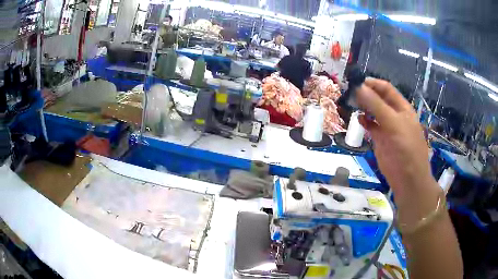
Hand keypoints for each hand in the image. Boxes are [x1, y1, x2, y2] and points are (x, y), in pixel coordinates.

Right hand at [356, 78, 439, 220]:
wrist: (407, 178)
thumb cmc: (406, 148)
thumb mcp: (394, 124)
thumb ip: (377, 106)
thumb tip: (359, 88)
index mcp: (402, 108)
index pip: (387, 89)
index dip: (373, 84)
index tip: (356, 83)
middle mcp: (394, 114)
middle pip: (378, 99)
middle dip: (366, 94)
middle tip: (350, 93)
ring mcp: (387, 127)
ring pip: (373, 112)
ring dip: (363, 107)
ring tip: (351, 104)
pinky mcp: (380, 139)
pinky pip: (371, 126)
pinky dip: (364, 121)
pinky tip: (359, 120)